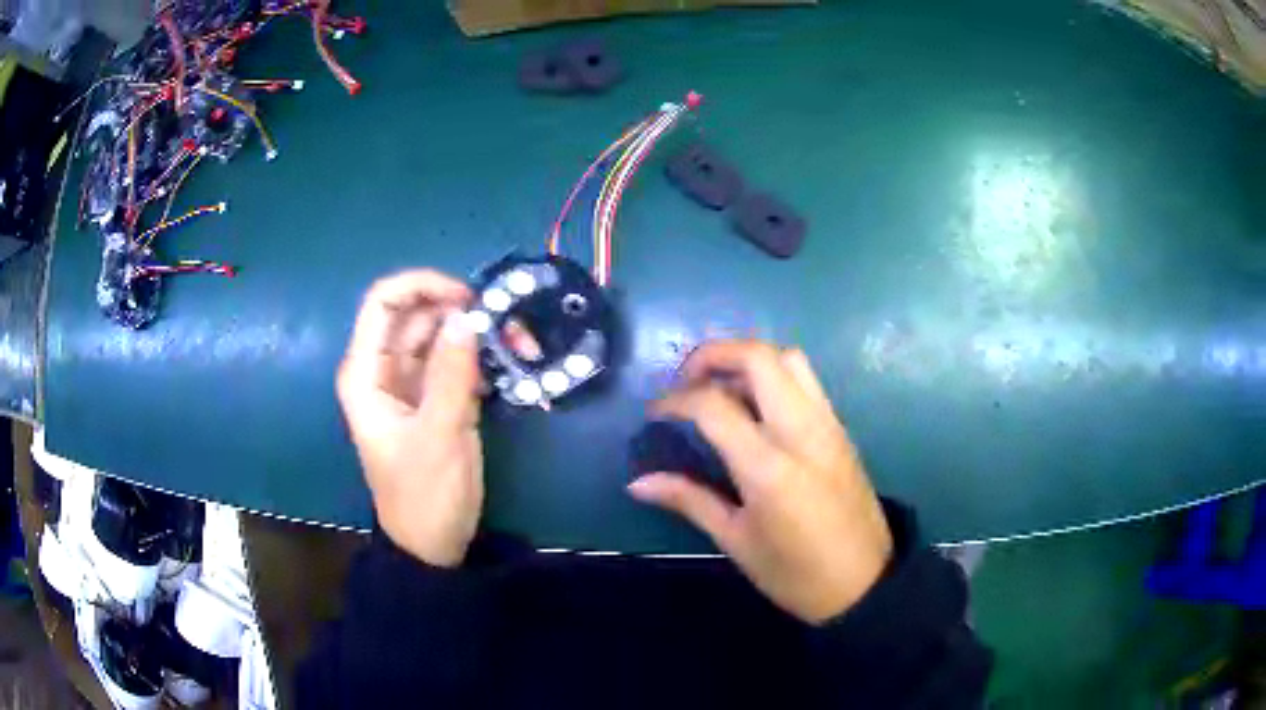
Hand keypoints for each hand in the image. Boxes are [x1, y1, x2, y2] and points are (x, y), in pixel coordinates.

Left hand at [337, 270, 482, 567]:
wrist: (431, 545)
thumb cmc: (425, 496)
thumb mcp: (439, 436)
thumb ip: (451, 376)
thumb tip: (467, 317)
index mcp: (365, 374)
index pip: (383, 303)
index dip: (422, 286)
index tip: (469, 297)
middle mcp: (382, 370)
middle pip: (415, 315)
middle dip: (458, 310)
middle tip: (505, 322)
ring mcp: (408, 384)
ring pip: (438, 336)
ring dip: (474, 333)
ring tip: (518, 344)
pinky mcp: (432, 399)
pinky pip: (452, 361)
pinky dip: (478, 357)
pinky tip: (506, 369)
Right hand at [628, 341, 893, 623]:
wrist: (865, 583)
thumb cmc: (795, 573)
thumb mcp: (736, 541)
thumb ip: (689, 500)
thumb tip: (637, 482)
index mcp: (768, 466)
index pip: (713, 404)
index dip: (675, 400)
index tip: (655, 413)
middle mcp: (801, 431)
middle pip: (758, 357)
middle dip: (713, 354)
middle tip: (686, 380)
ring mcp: (827, 425)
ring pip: (789, 359)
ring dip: (748, 359)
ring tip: (720, 387)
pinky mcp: (841, 429)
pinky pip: (806, 381)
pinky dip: (774, 375)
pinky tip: (755, 408)